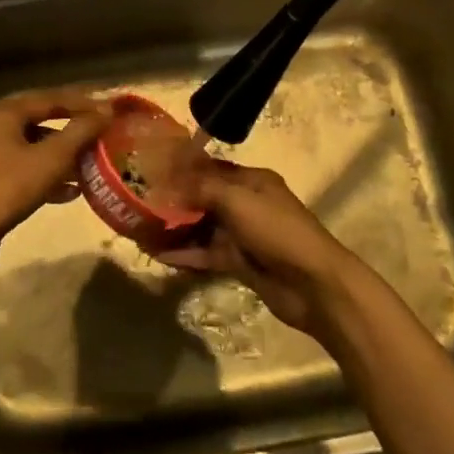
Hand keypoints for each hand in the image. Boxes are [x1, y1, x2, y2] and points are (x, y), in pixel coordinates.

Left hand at [0, 90, 111, 248]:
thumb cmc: (10, 186)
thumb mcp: (52, 158)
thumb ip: (80, 132)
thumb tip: (106, 111)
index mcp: (5, 113)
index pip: (51, 98)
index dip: (83, 104)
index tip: (109, 111)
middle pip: (42, 122)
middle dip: (73, 132)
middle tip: (102, 136)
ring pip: (34, 148)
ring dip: (63, 157)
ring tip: (91, 166)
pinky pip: (25, 169)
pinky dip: (47, 176)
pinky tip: (70, 192)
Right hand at [154, 161, 358, 335]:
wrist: (313, 285)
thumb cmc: (276, 231)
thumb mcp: (237, 200)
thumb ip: (202, 188)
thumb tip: (170, 182)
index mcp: (252, 181)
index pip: (211, 168)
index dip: (183, 169)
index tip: (151, 170)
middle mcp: (247, 204)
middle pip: (204, 198)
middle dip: (175, 200)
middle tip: (139, 201)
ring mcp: (243, 235)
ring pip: (202, 227)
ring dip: (176, 228)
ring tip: (141, 229)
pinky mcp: (240, 263)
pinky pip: (206, 254)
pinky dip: (185, 254)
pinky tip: (159, 255)